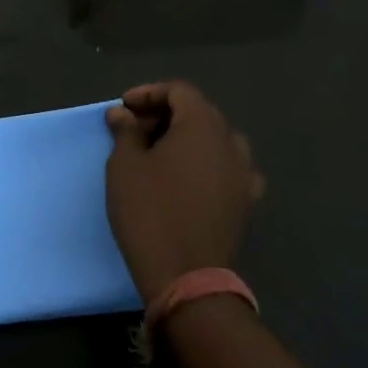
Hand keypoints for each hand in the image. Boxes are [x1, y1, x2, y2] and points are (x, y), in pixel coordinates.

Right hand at [105, 82, 262, 304]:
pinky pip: (229, 168)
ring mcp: (244, 173)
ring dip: (188, 138)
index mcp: (202, 126)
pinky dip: (208, 164)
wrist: (186, 277)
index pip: (179, 91)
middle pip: (199, 112)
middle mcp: (230, 142)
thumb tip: (122, 114)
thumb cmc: (150, 212)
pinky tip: (191, 178)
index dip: (149, 93)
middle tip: (135, 129)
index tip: (124, 108)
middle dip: (165, 114)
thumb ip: (126, 132)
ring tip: (161, 152)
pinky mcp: (246, 202)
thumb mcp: (125, 166)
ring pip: (216, 139)